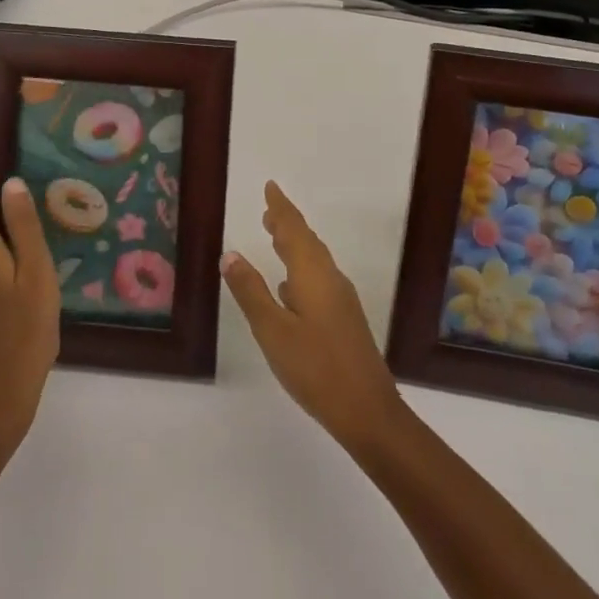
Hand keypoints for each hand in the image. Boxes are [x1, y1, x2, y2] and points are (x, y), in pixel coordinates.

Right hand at [222, 181, 405, 450]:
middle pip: (307, 242)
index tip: (270, 186)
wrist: (369, 411)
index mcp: (312, 274)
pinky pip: (318, 279)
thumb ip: (251, 291)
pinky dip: (301, 270)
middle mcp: (330, 279)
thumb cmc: (316, 368)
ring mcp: (340, 300)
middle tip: (268, 209)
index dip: (281, 207)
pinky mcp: (344, 320)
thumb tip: (230, 253)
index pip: (294, 230)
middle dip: (288, 224)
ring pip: (314, 261)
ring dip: (295, 245)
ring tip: (275, 238)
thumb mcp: (273, 331)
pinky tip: (290, 288)